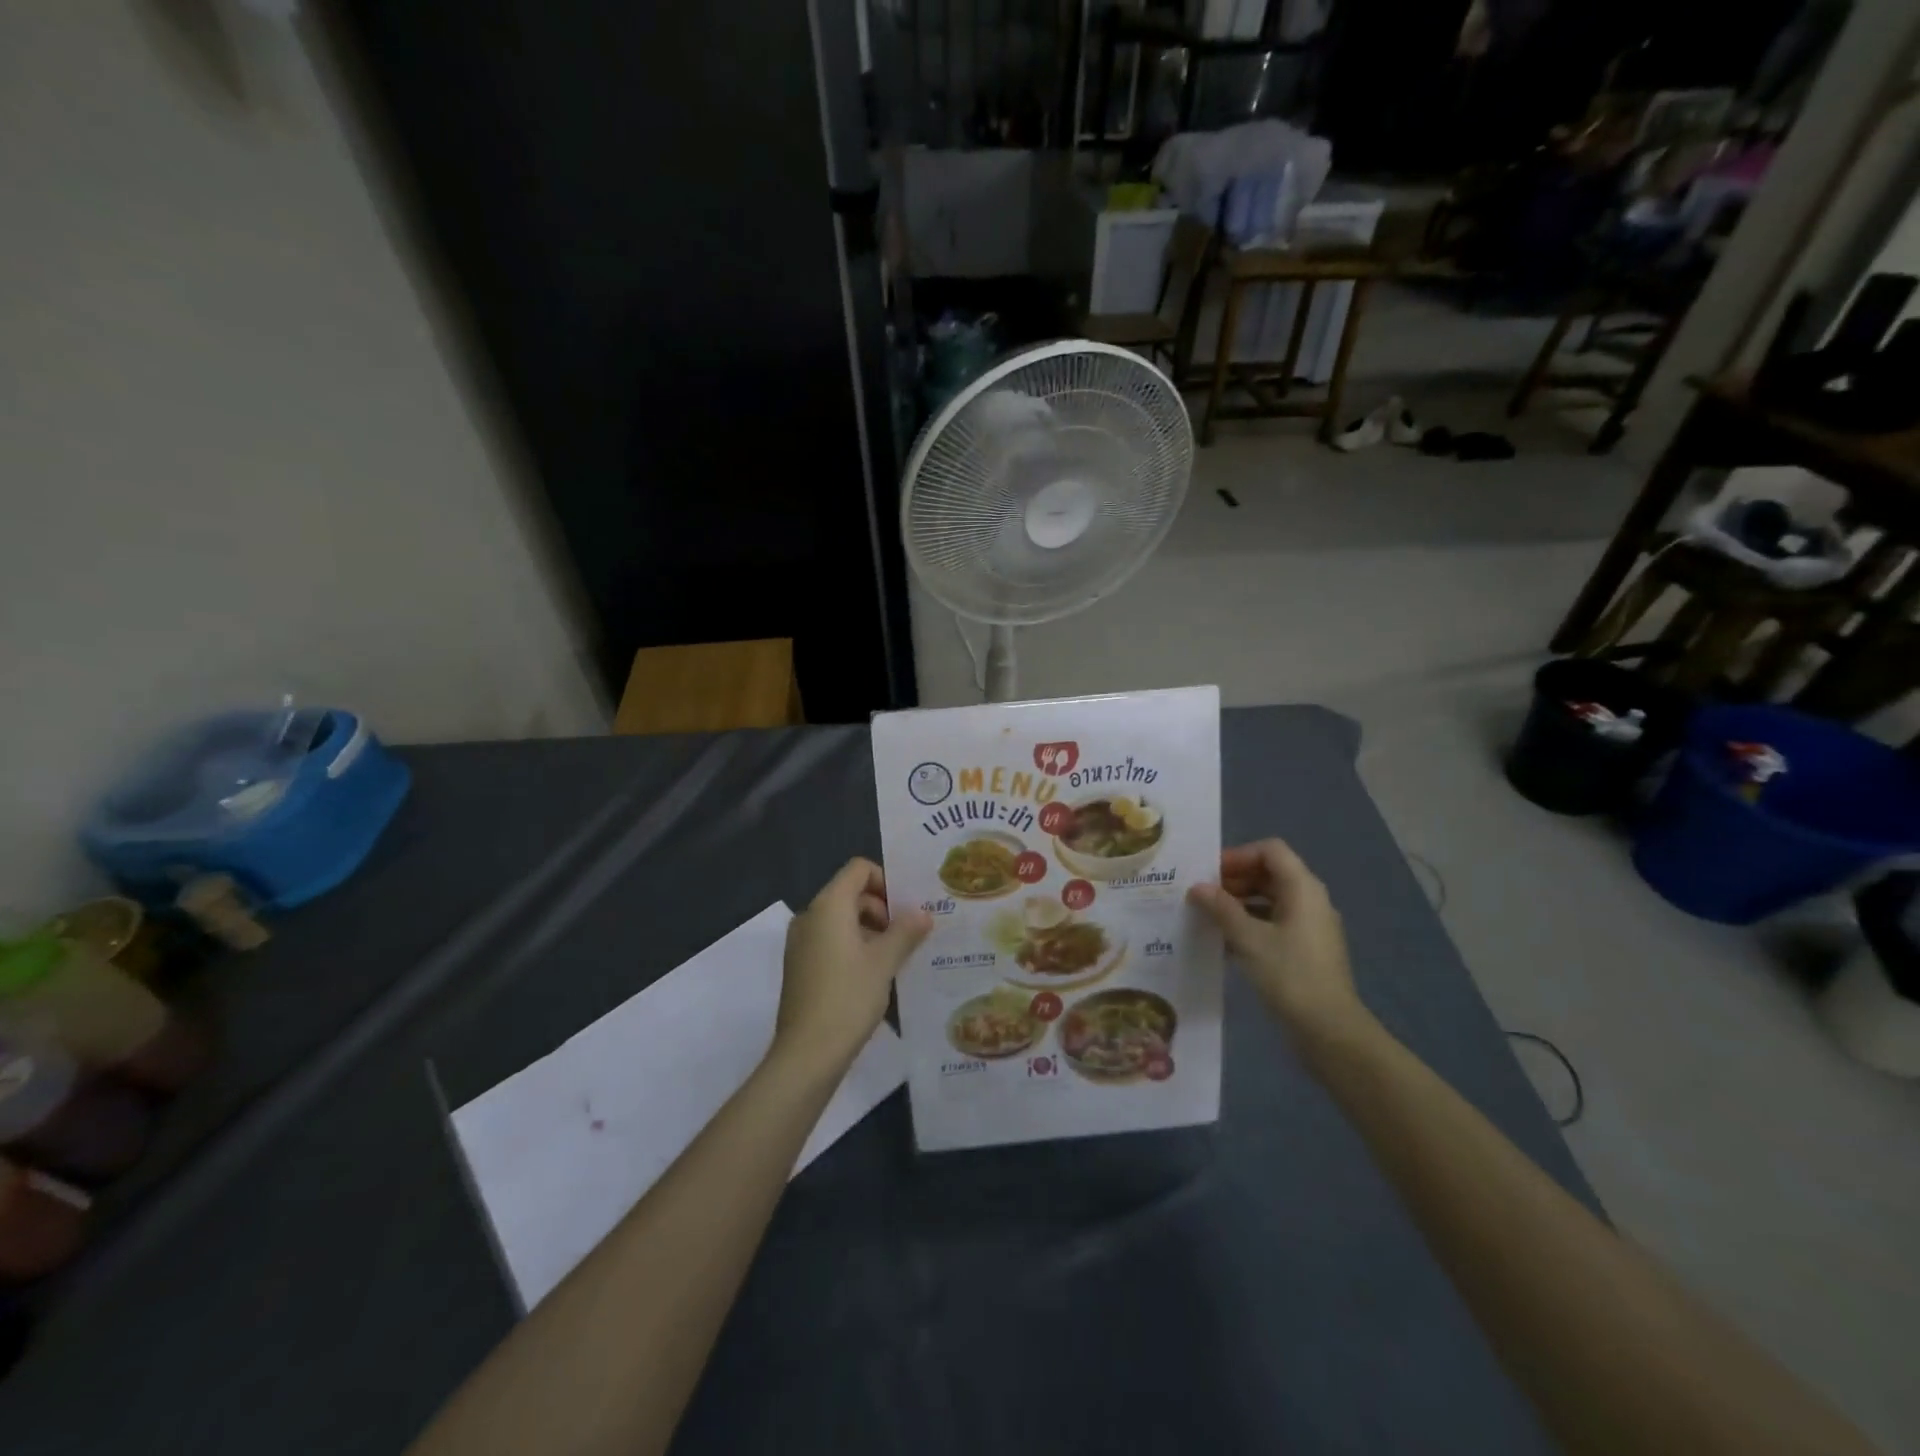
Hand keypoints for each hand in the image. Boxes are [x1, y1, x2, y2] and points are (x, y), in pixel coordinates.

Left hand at [774, 859, 931, 1073]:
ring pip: (842, 920)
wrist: (807, 1054)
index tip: (907, 908)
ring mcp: (801, 943)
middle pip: (851, 894)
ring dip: (871, 930)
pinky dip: (854, 947)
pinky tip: (875, 974)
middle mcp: (810, 916)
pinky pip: (831, 941)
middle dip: (883, 908)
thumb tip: (923, 913)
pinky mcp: (800, 966)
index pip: (858, 869)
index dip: (886, 880)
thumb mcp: (884, 962)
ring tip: (897, 957)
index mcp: (828, 906)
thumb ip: (906, 931)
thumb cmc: (848, 998)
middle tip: (909, 935)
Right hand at [1188, 839, 1368, 1045]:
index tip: (1209, 873)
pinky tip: (1224, 942)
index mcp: (1303, 888)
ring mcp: (1311, 926)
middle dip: (1235, 879)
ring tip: (1208, 917)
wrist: (1329, 1030)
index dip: (1238, 855)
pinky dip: (1250, 924)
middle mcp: (1311, 900)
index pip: (1270, 851)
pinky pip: (1275, 923)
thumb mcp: (1248, 938)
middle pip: (1270, 873)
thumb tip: (1198, 887)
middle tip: (1202, 894)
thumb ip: (1221, 908)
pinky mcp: (1306, 950)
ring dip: (1239, 903)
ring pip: (1271, 899)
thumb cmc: (1289, 975)